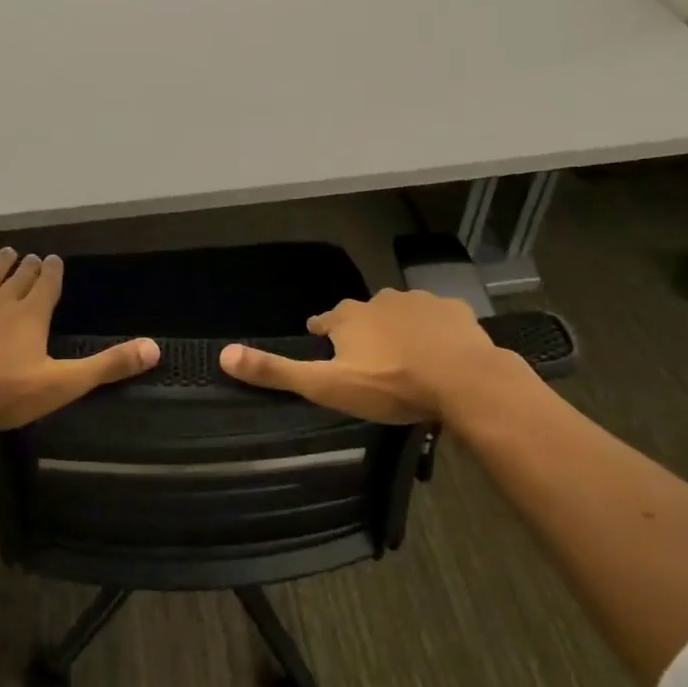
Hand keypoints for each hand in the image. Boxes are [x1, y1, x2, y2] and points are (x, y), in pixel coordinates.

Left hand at [0, 247, 159, 431]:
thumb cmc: (4, 393)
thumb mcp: (63, 384)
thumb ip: (108, 366)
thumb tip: (155, 348)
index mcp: (31, 315)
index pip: (47, 286)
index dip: (52, 273)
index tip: (54, 259)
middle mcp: (0, 301)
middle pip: (17, 279)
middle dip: (27, 267)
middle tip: (31, 255)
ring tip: (5, 252)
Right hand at [218, 288, 518, 422]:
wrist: (464, 381)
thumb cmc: (391, 385)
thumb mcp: (327, 386)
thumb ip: (277, 371)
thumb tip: (223, 355)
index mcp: (349, 317)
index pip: (324, 320)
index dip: (322, 332)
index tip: (322, 342)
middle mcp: (380, 300)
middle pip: (363, 313)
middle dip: (361, 329)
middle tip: (366, 357)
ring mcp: (420, 302)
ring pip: (400, 312)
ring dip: (397, 327)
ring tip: (403, 354)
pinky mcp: (454, 310)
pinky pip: (437, 317)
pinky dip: (433, 329)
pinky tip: (439, 349)